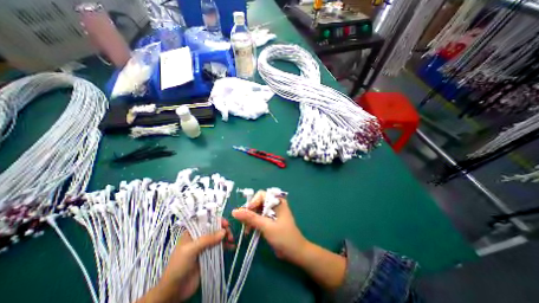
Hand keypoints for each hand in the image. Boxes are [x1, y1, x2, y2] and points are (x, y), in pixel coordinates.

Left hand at [139, 219, 234, 301]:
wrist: (174, 291)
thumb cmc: (179, 266)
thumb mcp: (191, 250)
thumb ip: (207, 239)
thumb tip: (223, 231)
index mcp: (193, 232)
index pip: (207, 221)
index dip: (217, 220)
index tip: (226, 224)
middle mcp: (200, 237)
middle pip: (215, 229)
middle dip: (224, 230)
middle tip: (230, 235)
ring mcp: (205, 246)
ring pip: (219, 237)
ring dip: (226, 237)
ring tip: (232, 240)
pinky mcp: (210, 255)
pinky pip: (220, 248)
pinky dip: (227, 246)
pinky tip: (232, 247)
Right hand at [231, 190, 306, 263]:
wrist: (295, 252)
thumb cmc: (284, 237)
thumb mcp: (266, 226)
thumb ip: (251, 218)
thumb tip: (234, 211)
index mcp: (277, 201)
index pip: (261, 195)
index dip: (252, 202)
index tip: (246, 214)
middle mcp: (274, 204)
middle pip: (257, 202)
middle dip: (250, 212)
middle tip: (244, 223)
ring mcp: (272, 212)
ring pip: (256, 210)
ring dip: (250, 219)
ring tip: (246, 230)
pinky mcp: (270, 220)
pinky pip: (258, 217)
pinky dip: (253, 223)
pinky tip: (249, 231)